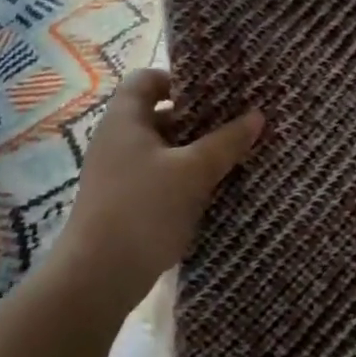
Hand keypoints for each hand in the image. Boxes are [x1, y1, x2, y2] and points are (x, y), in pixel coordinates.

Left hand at [58, 69, 262, 307]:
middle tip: (235, 121)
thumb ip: (226, 142)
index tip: (214, 91)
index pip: (146, 79)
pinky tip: (212, 188)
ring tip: (232, 154)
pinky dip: (183, 177)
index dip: (178, 78)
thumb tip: (258, 115)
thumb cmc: (144, 208)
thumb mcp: (193, 172)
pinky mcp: (123, 202)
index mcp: (125, 119)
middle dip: (197, 117)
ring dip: (193, 150)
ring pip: (162, 148)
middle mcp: (117, 139)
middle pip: (158, 113)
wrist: (98, 277)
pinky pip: (158, 176)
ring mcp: (118, 173)